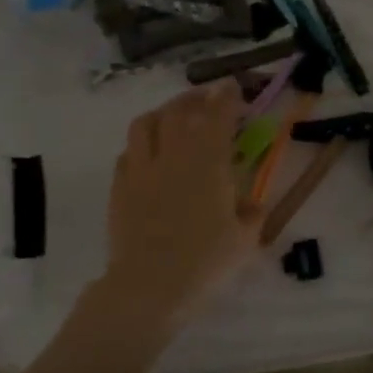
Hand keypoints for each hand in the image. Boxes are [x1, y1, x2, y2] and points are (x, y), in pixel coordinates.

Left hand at [96, 81, 258, 332]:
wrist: (149, 286)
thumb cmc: (204, 263)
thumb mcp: (244, 241)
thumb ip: (252, 215)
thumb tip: (253, 204)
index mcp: (208, 163)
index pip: (218, 116)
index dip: (227, 97)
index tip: (233, 86)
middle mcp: (173, 155)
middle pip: (180, 110)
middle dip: (196, 97)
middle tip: (207, 97)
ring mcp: (141, 168)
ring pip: (146, 123)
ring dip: (163, 113)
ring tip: (173, 116)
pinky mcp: (119, 186)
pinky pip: (127, 152)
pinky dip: (141, 144)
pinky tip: (148, 153)